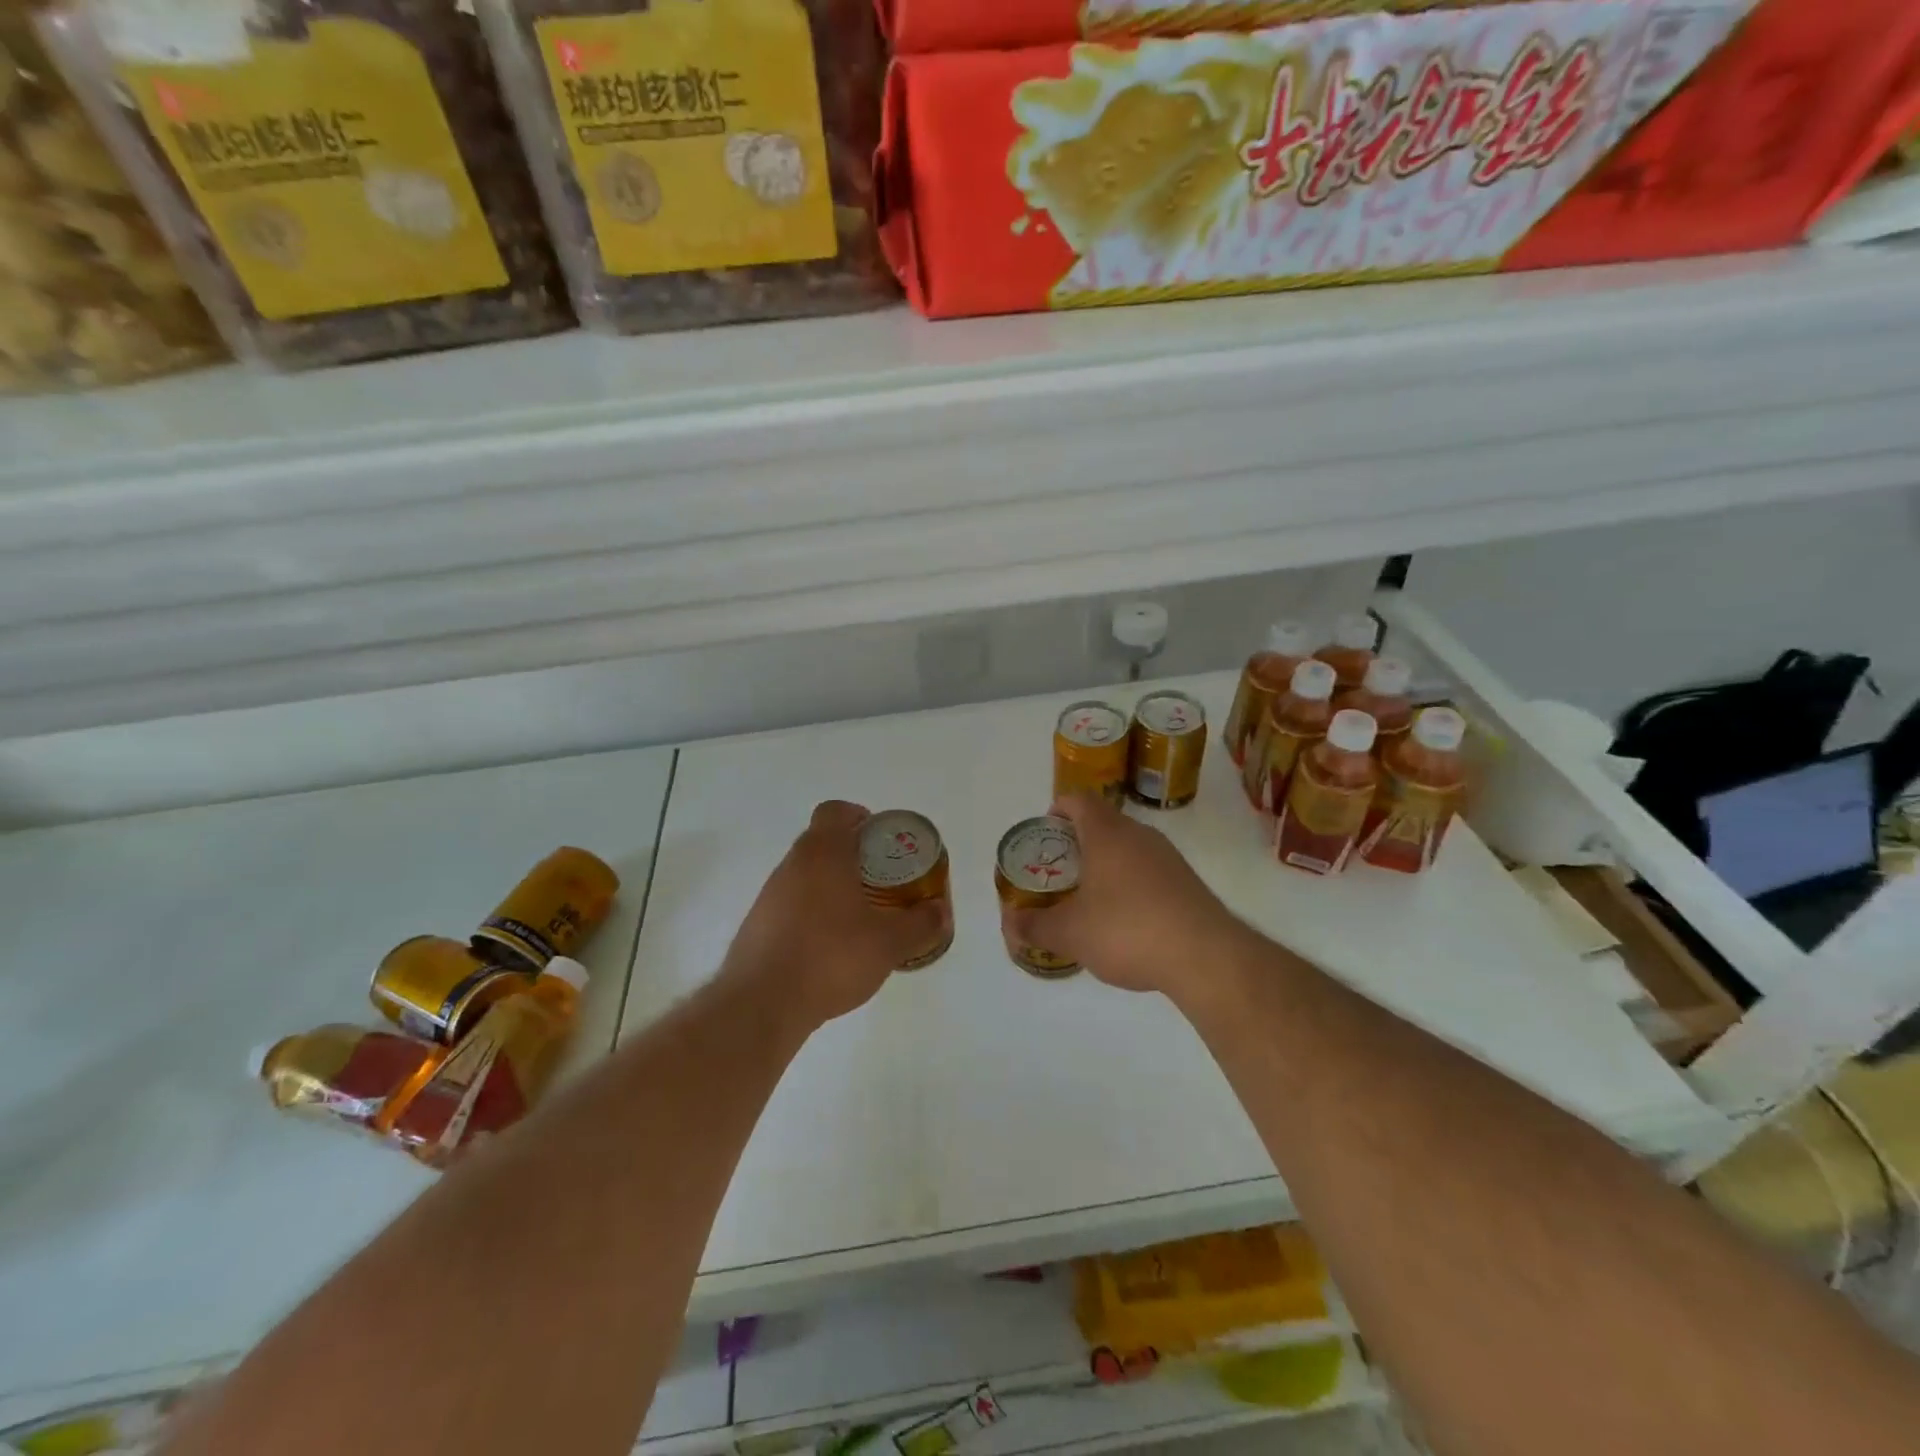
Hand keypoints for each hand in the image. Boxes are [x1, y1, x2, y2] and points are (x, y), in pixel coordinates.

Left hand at [724, 801, 949, 1029]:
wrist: (761, 1005)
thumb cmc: (830, 957)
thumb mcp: (889, 942)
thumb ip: (921, 924)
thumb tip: (941, 912)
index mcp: (822, 853)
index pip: (835, 811)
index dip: (860, 817)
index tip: (882, 841)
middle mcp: (791, 865)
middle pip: (823, 843)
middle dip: (855, 857)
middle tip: (884, 881)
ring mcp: (770, 896)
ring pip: (807, 876)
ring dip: (834, 887)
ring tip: (862, 918)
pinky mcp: (758, 926)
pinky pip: (793, 906)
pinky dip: (814, 915)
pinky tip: (832, 948)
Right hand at [1001, 794, 1253, 1002]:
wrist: (1205, 956)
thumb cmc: (1127, 930)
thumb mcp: (1070, 934)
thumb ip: (1035, 926)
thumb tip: (1010, 923)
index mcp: (1107, 834)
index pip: (1078, 800)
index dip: (1058, 810)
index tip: (1045, 834)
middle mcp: (1139, 835)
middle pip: (1103, 823)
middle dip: (1078, 842)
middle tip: (1059, 871)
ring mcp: (1168, 857)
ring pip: (1128, 847)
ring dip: (1106, 864)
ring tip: (1088, 898)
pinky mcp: (1187, 882)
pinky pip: (1149, 870)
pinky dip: (1130, 884)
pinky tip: (1124, 920)